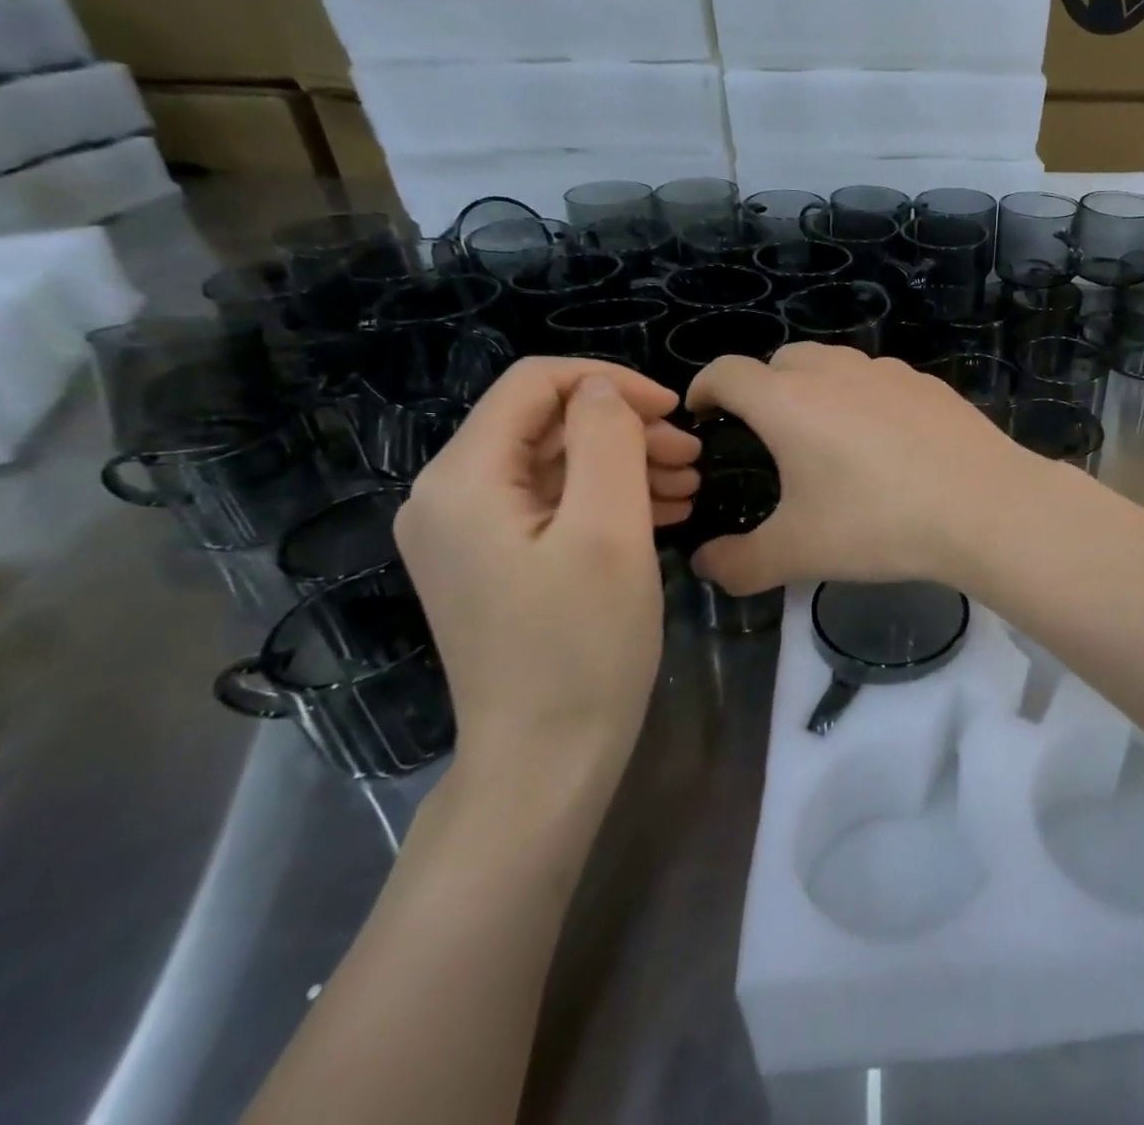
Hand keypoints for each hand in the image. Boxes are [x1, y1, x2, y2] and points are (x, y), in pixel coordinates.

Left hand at [394, 358, 701, 775]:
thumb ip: (606, 440)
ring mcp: (469, 534)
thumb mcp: (609, 529)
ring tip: (689, 484)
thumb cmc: (583, 643)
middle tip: (693, 456)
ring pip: (557, 464)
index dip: (609, 383)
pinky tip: (663, 511)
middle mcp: (450, 496)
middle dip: (625, 428)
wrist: (547, 759)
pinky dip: (608, 498)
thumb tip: (603, 391)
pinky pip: (554, 505)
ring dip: (625, 462)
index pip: (535, 384)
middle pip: (546, 424)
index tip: (673, 411)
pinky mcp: (494, 562)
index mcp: (464, 479)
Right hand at [685, 343, 1038, 595]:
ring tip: (826, 435)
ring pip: (835, 364)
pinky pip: (880, 380)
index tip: (702, 411)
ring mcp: (889, 373)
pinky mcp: (930, 384)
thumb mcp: (799, 553)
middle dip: (762, 387)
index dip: (705, 387)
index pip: (728, 372)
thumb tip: (705, 567)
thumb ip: (740, 563)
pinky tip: (886, 441)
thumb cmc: (878, 523)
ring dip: (816, 387)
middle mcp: (835, 373)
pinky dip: (865, 397)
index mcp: (789, 402)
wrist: (983, 506)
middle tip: (766, 432)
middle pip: (782, 360)